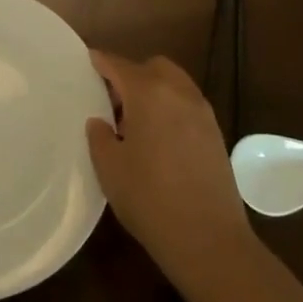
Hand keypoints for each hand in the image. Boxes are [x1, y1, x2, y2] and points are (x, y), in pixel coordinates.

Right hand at [86, 51, 252, 290]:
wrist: (209, 239)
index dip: (100, 61)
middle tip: (112, 100)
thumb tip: (100, 122)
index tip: (87, 62)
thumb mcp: (109, 168)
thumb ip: (99, 136)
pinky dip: (170, 108)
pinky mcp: (215, 134)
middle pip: (152, 67)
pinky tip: (158, 139)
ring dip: (153, 91)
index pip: (119, 65)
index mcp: (149, 93)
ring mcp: (202, 112)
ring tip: (135, 123)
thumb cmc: (150, 198)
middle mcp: (178, 93)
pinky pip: (187, 105)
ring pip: (174, 84)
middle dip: (131, 74)